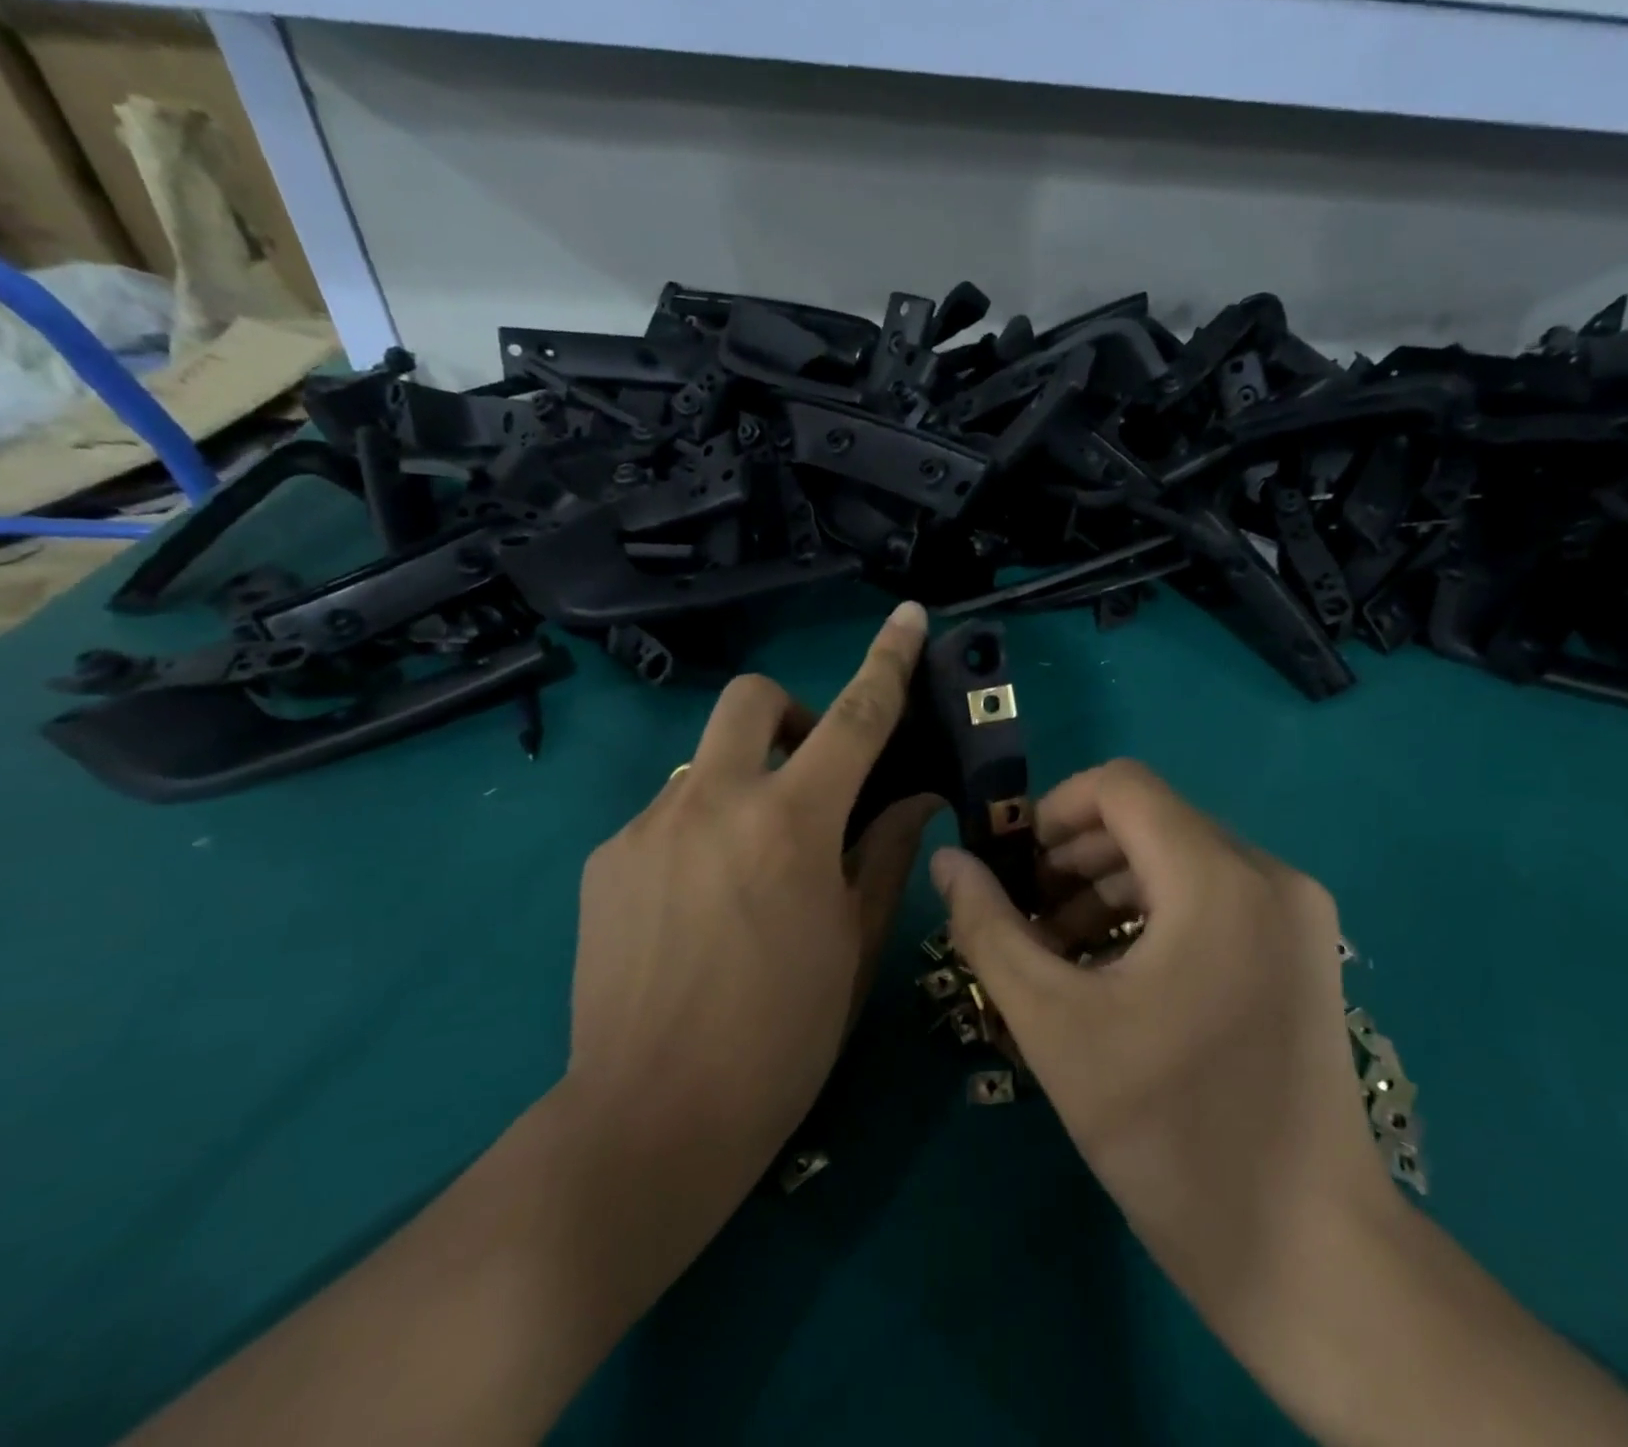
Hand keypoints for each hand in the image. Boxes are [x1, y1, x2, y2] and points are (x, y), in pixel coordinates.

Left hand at [563, 602, 940, 1213]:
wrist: (650, 1119)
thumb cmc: (782, 1037)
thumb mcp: (855, 943)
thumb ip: (884, 852)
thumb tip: (913, 796)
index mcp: (791, 824)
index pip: (856, 717)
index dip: (888, 660)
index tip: (909, 615)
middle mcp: (714, 802)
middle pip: (753, 699)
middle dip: (792, 714)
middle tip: (811, 776)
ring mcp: (649, 826)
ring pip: (707, 761)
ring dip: (744, 783)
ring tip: (750, 866)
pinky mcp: (607, 858)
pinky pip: (668, 815)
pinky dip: (701, 831)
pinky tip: (698, 905)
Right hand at [929, 760, 1396, 1356]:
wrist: (1309, 1256)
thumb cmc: (1172, 1134)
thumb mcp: (1056, 1025)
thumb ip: (990, 929)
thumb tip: (947, 860)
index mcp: (1217, 878)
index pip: (1122, 786)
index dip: (1053, 811)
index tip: (1012, 870)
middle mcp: (1269, 874)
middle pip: (1149, 820)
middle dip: (1074, 858)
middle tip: (1026, 921)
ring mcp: (1295, 913)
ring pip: (1179, 858)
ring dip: (1108, 889)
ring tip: (1060, 955)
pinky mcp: (1301, 950)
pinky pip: (1211, 896)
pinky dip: (1152, 913)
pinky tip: (1114, 975)